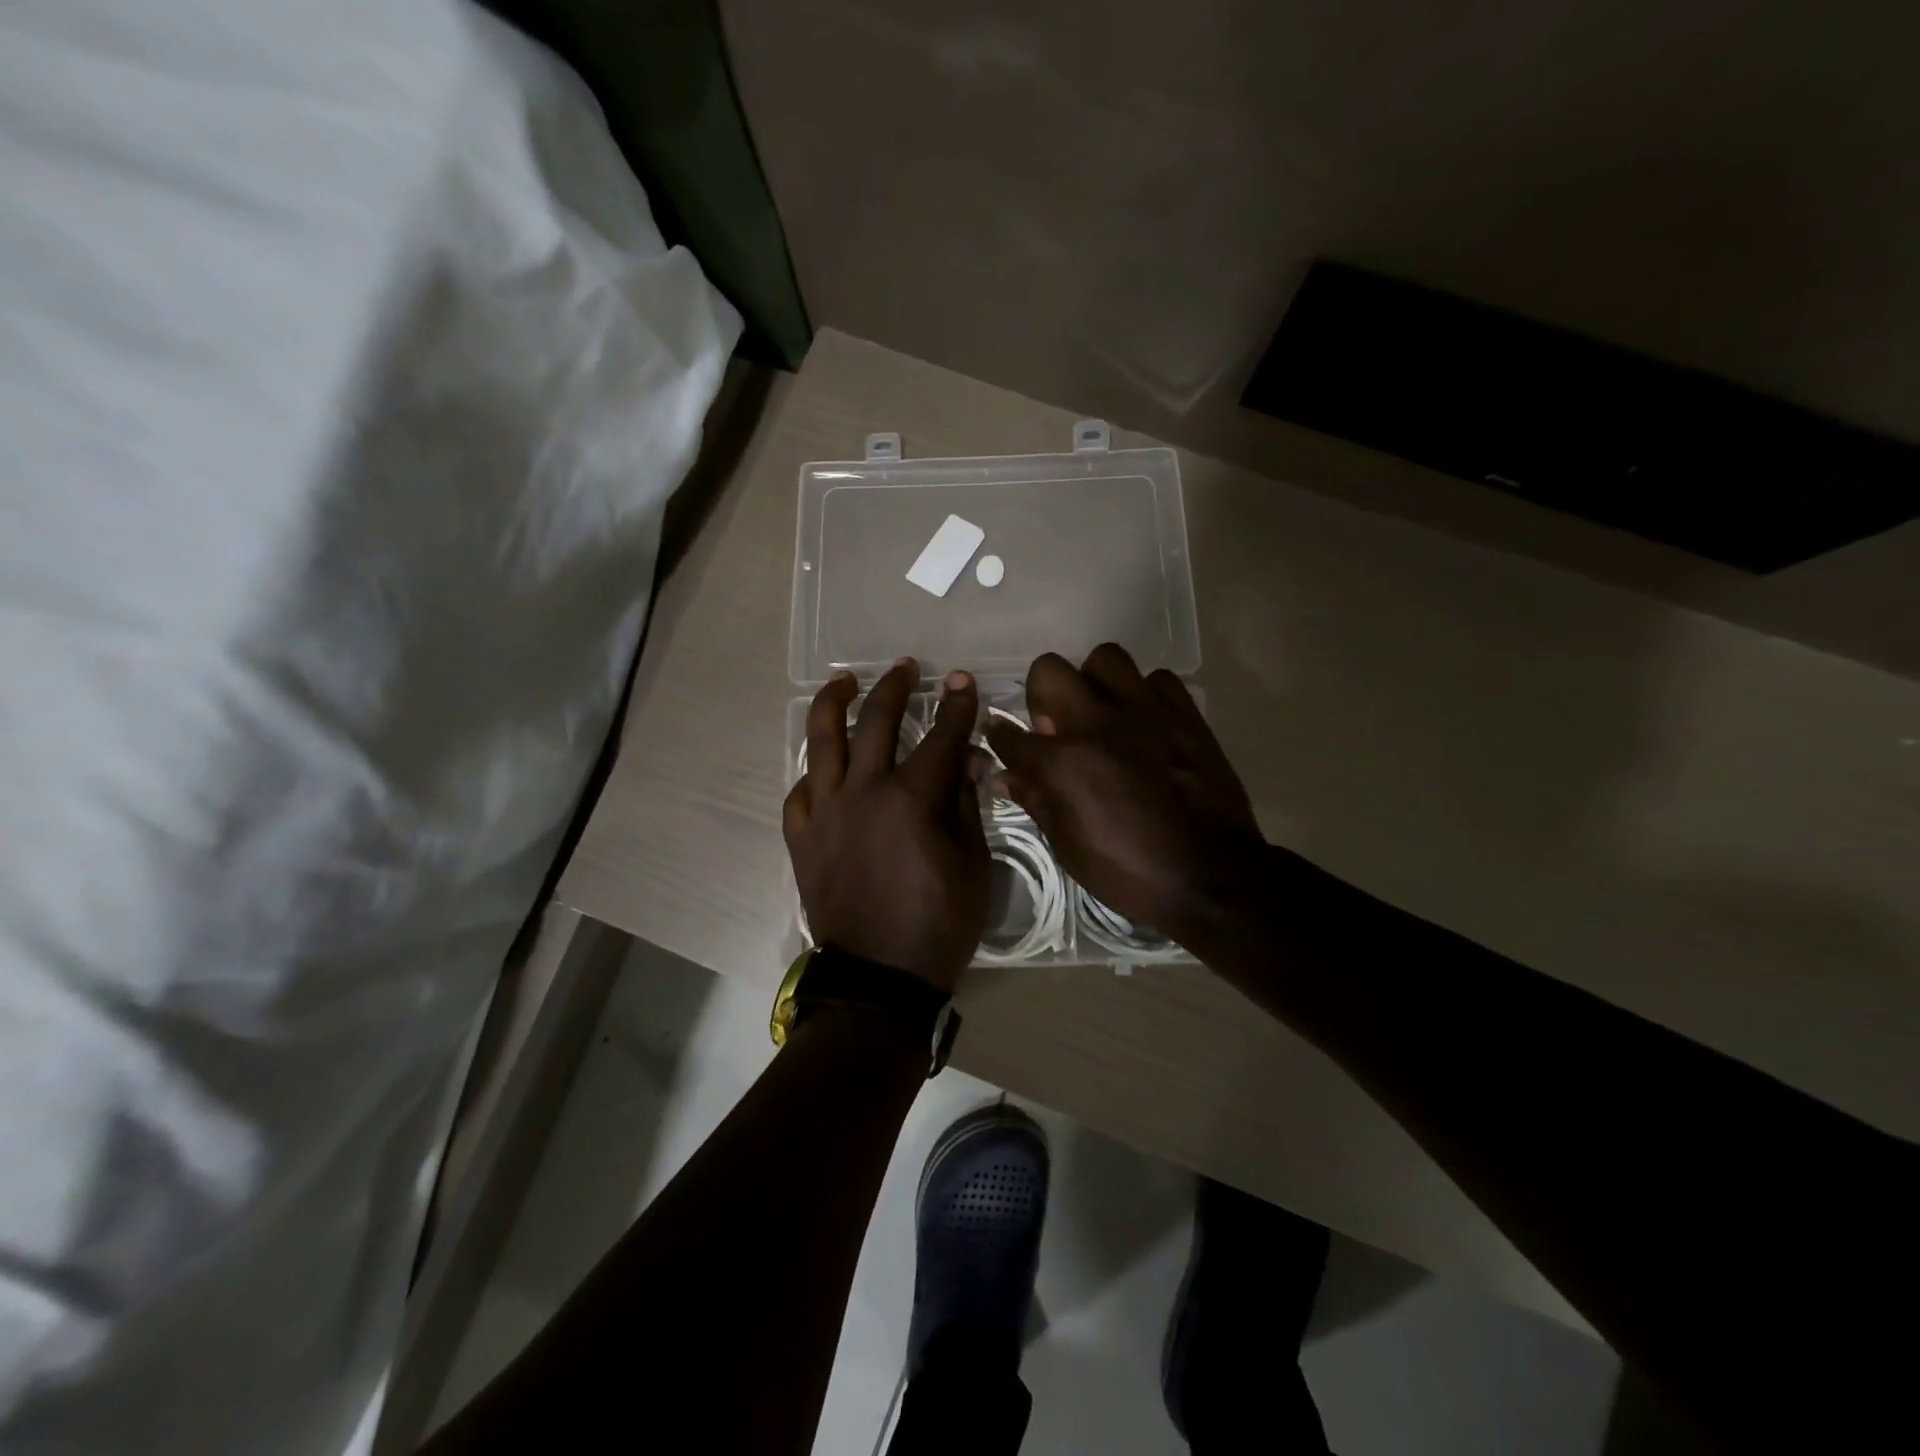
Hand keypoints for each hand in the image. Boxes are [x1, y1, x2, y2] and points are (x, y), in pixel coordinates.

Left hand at [783, 658, 989, 991]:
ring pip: (822, 741)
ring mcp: (825, 812)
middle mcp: (863, 792)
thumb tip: (964, 762)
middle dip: (894, 688)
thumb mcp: (973, 865)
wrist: (879, 979)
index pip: (940, 737)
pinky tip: (822, 764)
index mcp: (911, 799)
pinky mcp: (801, 837)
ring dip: (834, 703)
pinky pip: (800, 791)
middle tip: (904, 669)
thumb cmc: (938, 925)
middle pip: (875, 722)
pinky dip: (814, 772)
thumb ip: (965, 806)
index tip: (961, 682)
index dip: (955, 706)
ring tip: (843, 681)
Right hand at [986, 645, 1267, 942]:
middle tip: (1057, 725)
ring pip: (1106, 659)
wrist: (1211, 876)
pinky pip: (1158, 680)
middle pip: (1049, 671)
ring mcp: (1145, 712)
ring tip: (1103, 714)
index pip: (1011, 734)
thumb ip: (1035, 800)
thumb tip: (1004, 777)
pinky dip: (1145, 694)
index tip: (1003, 738)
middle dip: (1041, 694)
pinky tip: (1146, 721)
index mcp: (1063, 762)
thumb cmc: (1130, 870)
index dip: (1000, 736)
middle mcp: (1097, 724)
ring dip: (1094, 683)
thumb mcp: (1068, 846)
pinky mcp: (1185, 714)